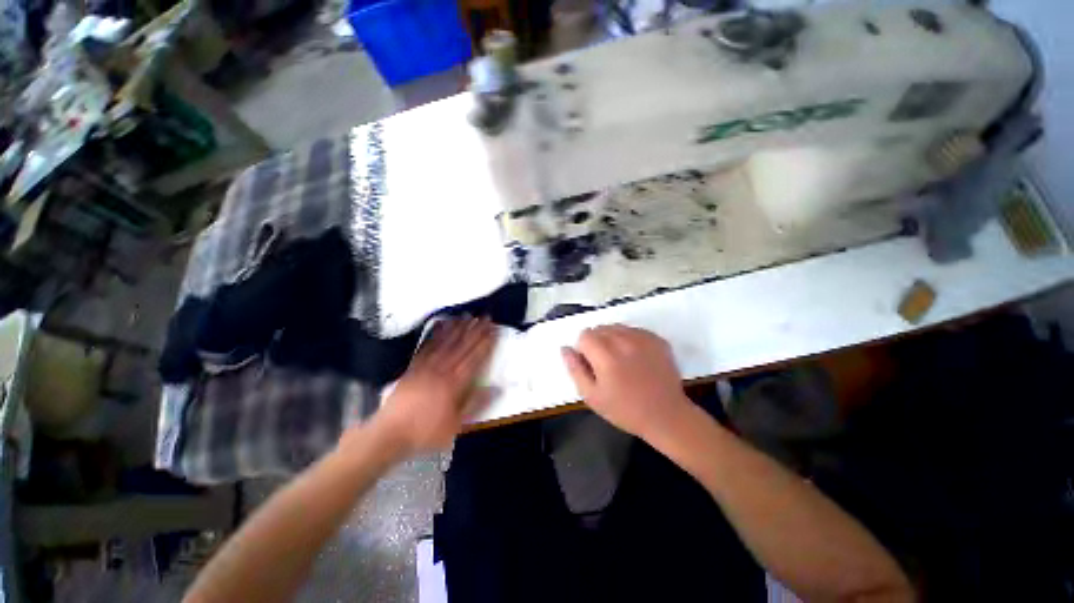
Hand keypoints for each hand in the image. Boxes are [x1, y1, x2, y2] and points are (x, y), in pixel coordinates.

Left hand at [376, 317, 496, 453]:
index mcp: (455, 383)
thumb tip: (498, 388)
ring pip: (446, 343)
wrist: (390, 433)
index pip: (475, 358)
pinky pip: (427, 346)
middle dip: (476, 330)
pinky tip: (441, 325)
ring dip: (458, 328)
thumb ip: (477, 404)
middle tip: (485, 316)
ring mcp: (427, 366)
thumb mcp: (457, 425)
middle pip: (462, 346)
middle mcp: (443, 370)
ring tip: (468, 315)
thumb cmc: (427, 431)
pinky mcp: (414, 366)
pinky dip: (435, 334)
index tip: (494, 330)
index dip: (485, 342)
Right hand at [561, 325, 691, 441]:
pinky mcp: (657, 339)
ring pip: (617, 327)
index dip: (584, 350)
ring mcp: (643, 338)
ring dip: (613, 339)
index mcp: (605, 354)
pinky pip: (634, 330)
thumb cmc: (625, 410)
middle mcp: (624, 340)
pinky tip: (636, 358)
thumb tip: (565, 348)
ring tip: (621, 360)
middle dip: (597, 343)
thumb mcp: (592, 396)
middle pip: (600, 328)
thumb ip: (575, 369)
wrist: (666, 416)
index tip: (592, 366)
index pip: (584, 335)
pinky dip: (630, 339)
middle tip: (605, 365)